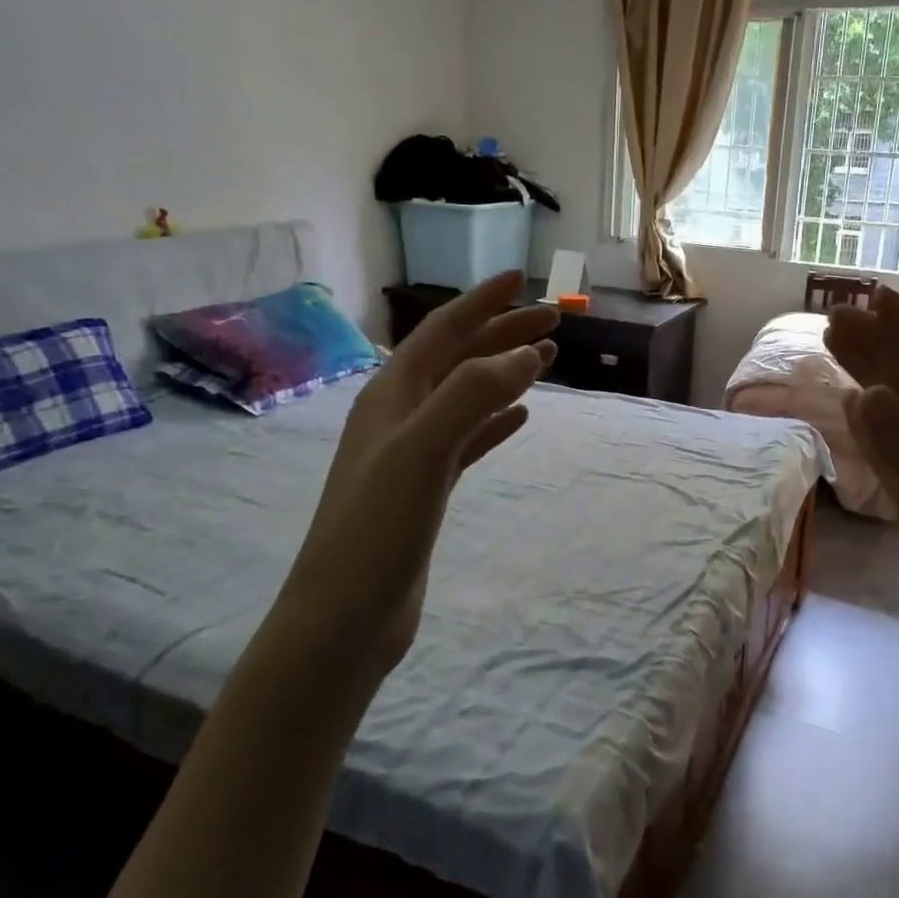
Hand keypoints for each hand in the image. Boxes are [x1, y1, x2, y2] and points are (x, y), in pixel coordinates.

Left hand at [275, 271, 557, 688]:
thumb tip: (523, 352)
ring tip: (546, 360)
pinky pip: (467, 439)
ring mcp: (411, 454)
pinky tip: (521, 418)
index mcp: (390, 396)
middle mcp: (398, 416)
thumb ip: (471, 395)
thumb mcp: (422, 451)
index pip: (441, 332)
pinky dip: (495, 422)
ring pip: (465, 397)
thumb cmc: (376, 529)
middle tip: (554, 322)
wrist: (344, 617)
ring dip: (503, 373)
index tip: (522, 280)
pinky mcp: (425, 489)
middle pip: (457, 359)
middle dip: (502, 334)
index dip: (481, 303)